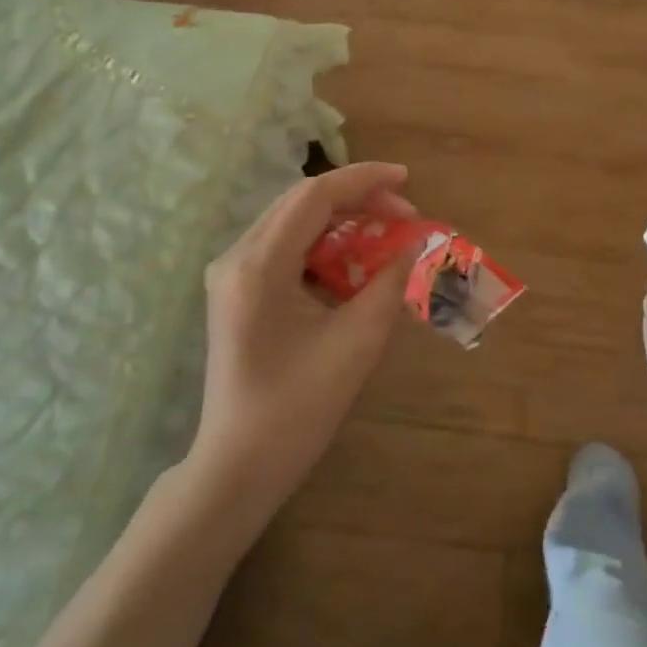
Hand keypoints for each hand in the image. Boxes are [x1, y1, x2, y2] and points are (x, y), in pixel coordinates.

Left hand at [188, 163, 417, 519]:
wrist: (239, 466)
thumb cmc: (298, 408)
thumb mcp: (357, 342)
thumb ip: (390, 283)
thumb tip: (415, 245)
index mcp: (259, 265)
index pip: (315, 196)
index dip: (364, 180)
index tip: (407, 180)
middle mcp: (237, 257)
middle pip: (302, 201)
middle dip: (357, 198)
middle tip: (404, 213)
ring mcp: (231, 273)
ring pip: (293, 221)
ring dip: (341, 220)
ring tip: (385, 233)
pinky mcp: (236, 290)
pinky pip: (285, 246)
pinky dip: (324, 244)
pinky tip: (353, 262)